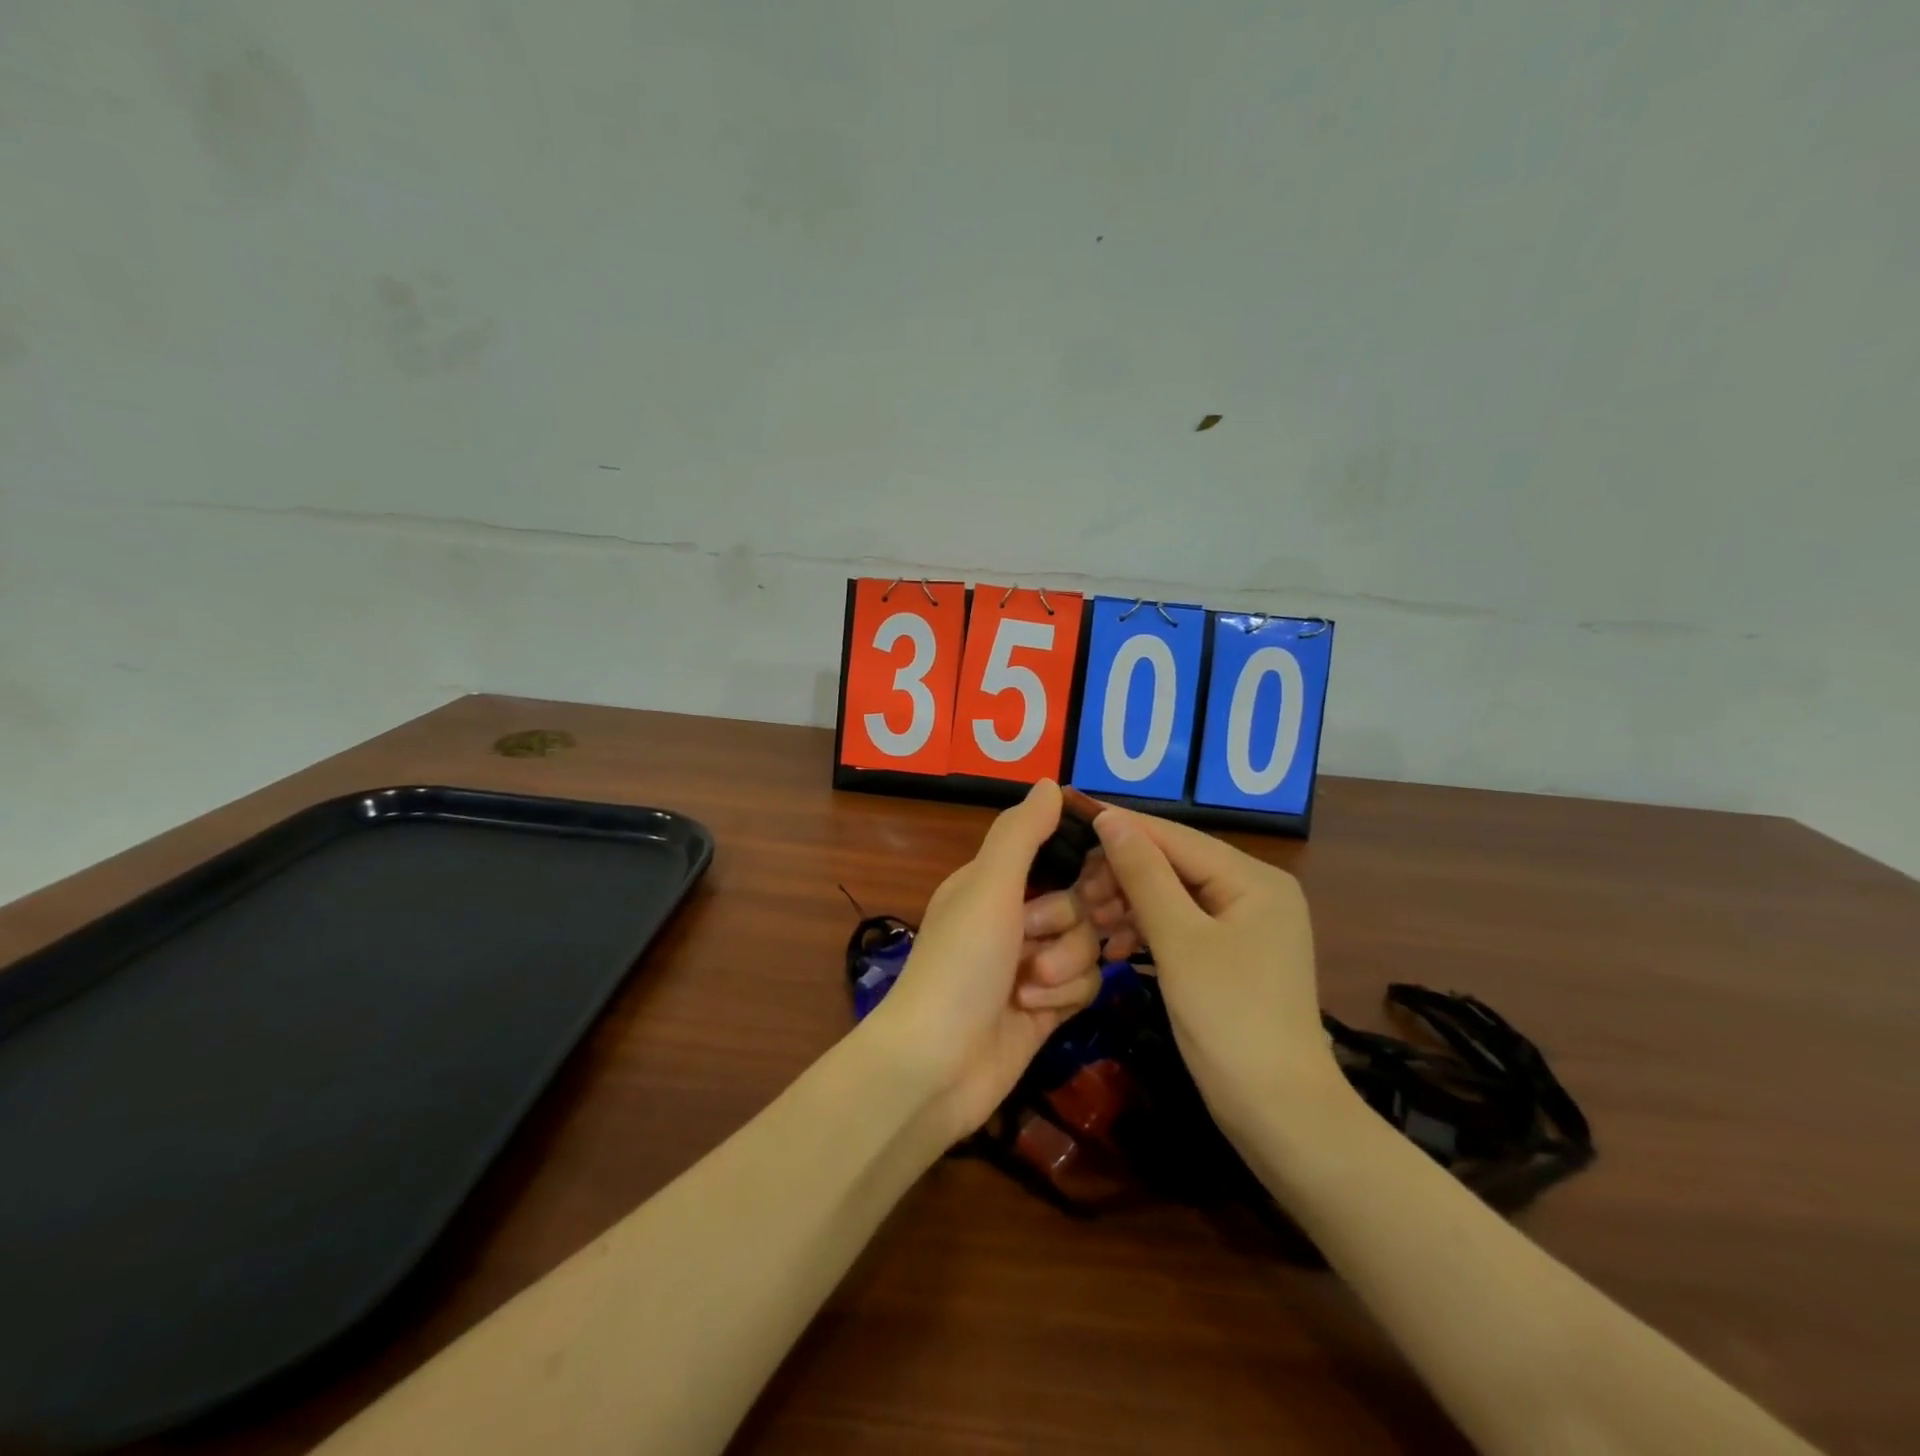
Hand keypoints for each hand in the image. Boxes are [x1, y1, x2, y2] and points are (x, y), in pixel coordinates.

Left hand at [863, 780, 1104, 1138]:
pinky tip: (1034, 1008)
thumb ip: (1021, 833)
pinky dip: (1064, 994)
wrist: (937, 1065)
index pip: (1058, 853)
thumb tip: (1049, 782)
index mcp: (994, 880)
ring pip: (1088, 944)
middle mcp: (1014, 916)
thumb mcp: (988, 886)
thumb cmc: (960, 963)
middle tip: (1037, 935)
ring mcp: (1032, 963)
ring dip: (1064, 963)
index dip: (1084, 864)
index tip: (1094, 877)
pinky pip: (1086, 984)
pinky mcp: (1048, 1005)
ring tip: (1027, 984)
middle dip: (1067, 922)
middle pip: (1081, 901)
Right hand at [1081, 807, 1344, 1136]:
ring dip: (1131, 904)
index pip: (1177, 838)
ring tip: (1091, 921)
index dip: (1124, 828)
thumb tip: (1110, 817)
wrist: (1278, 1114)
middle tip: (1080, 894)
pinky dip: (1148, 931)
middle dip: (1125, 876)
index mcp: (1255, 879)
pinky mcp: (1233, 955)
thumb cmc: (1229, 1019)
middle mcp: (1256, 891)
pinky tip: (1115, 946)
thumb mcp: (1178, 941)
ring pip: (1174, 895)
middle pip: (1176, 864)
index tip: (1073, 820)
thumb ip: (1143, 874)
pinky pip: (1182, 925)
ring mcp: (1247, 925)